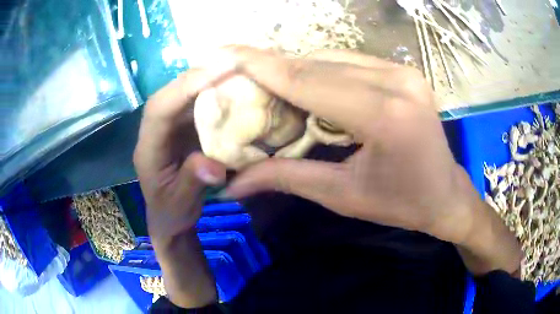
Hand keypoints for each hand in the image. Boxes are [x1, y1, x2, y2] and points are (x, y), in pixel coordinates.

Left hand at [133, 68, 231, 240]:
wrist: (168, 219)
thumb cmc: (171, 214)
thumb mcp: (181, 205)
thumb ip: (192, 183)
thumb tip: (215, 166)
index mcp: (148, 150)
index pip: (159, 110)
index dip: (184, 89)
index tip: (215, 72)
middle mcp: (155, 132)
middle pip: (169, 94)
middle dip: (197, 76)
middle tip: (231, 62)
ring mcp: (168, 129)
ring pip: (181, 95)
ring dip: (205, 80)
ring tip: (233, 69)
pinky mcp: (180, 129)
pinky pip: (193, 105)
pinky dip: (210, 93)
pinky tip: (229, 88)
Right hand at [219, 47, 478, 244]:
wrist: (445, 194)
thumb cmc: (401, 204)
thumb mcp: (343, 196)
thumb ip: (288, 178)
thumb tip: (234, 184)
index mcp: (385, 116)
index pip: (308, 81)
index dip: (261, 66)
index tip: (226, 56)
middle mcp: (397, 81)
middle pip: (318, 65)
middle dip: (273, 68)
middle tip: (238, 75)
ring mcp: (403, 71)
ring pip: (332, 58)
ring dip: (296, 70)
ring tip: (267, 86)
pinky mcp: (404, 71)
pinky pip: (349, 62)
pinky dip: (321, 71)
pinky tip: (306, 86)